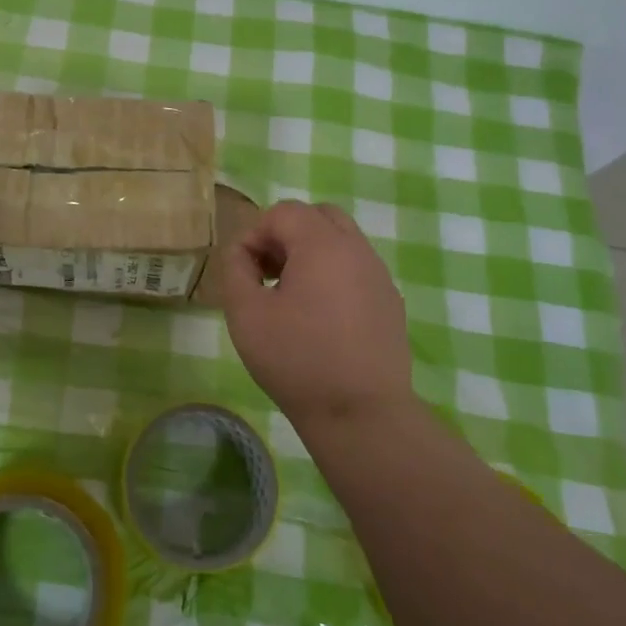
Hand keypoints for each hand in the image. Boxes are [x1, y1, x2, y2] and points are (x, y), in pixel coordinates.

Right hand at [221, 200, 415, 428]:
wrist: (360, 413)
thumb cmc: (296, 359)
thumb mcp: (245, 313)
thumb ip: (236, 270)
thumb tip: (242, 254)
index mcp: (322, 245)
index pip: (283, 212)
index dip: (255, 234)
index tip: (244, 270)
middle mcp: (357, 250)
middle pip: (318, 216)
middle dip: (286, 234)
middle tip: (268, 271)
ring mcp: (379, 275)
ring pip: (341, 241)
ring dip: (311, 252)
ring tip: (291, 294)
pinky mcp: (390, 302)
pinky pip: (357, 269)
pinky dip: (334, 274)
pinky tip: (320, 317)